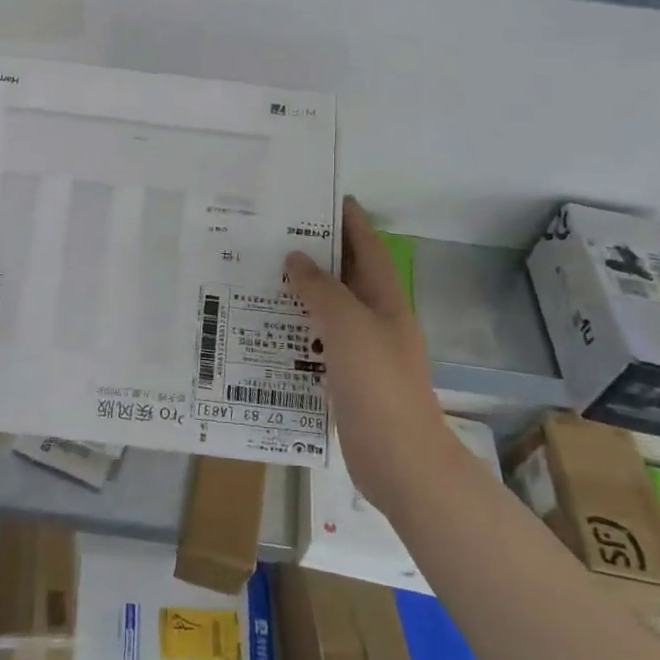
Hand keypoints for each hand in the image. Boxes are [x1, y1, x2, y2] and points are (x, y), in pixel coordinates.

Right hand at [284, 198, 451, 518]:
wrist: (400, 462)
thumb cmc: (379, 385)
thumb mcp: (348, 327)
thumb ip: (321, 290)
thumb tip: (296, 258)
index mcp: (385, 301)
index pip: (366, 247)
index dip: (348, 220)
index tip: (319, 197)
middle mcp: (375, 320)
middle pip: (345, 276)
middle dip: (315, 254)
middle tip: (272, 235)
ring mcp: (362, 352)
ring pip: (328, 311)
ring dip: (300, 293)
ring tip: (259, 275)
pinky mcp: (346, 380)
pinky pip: (317, 344)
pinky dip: (295, 331)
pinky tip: (266, 330)